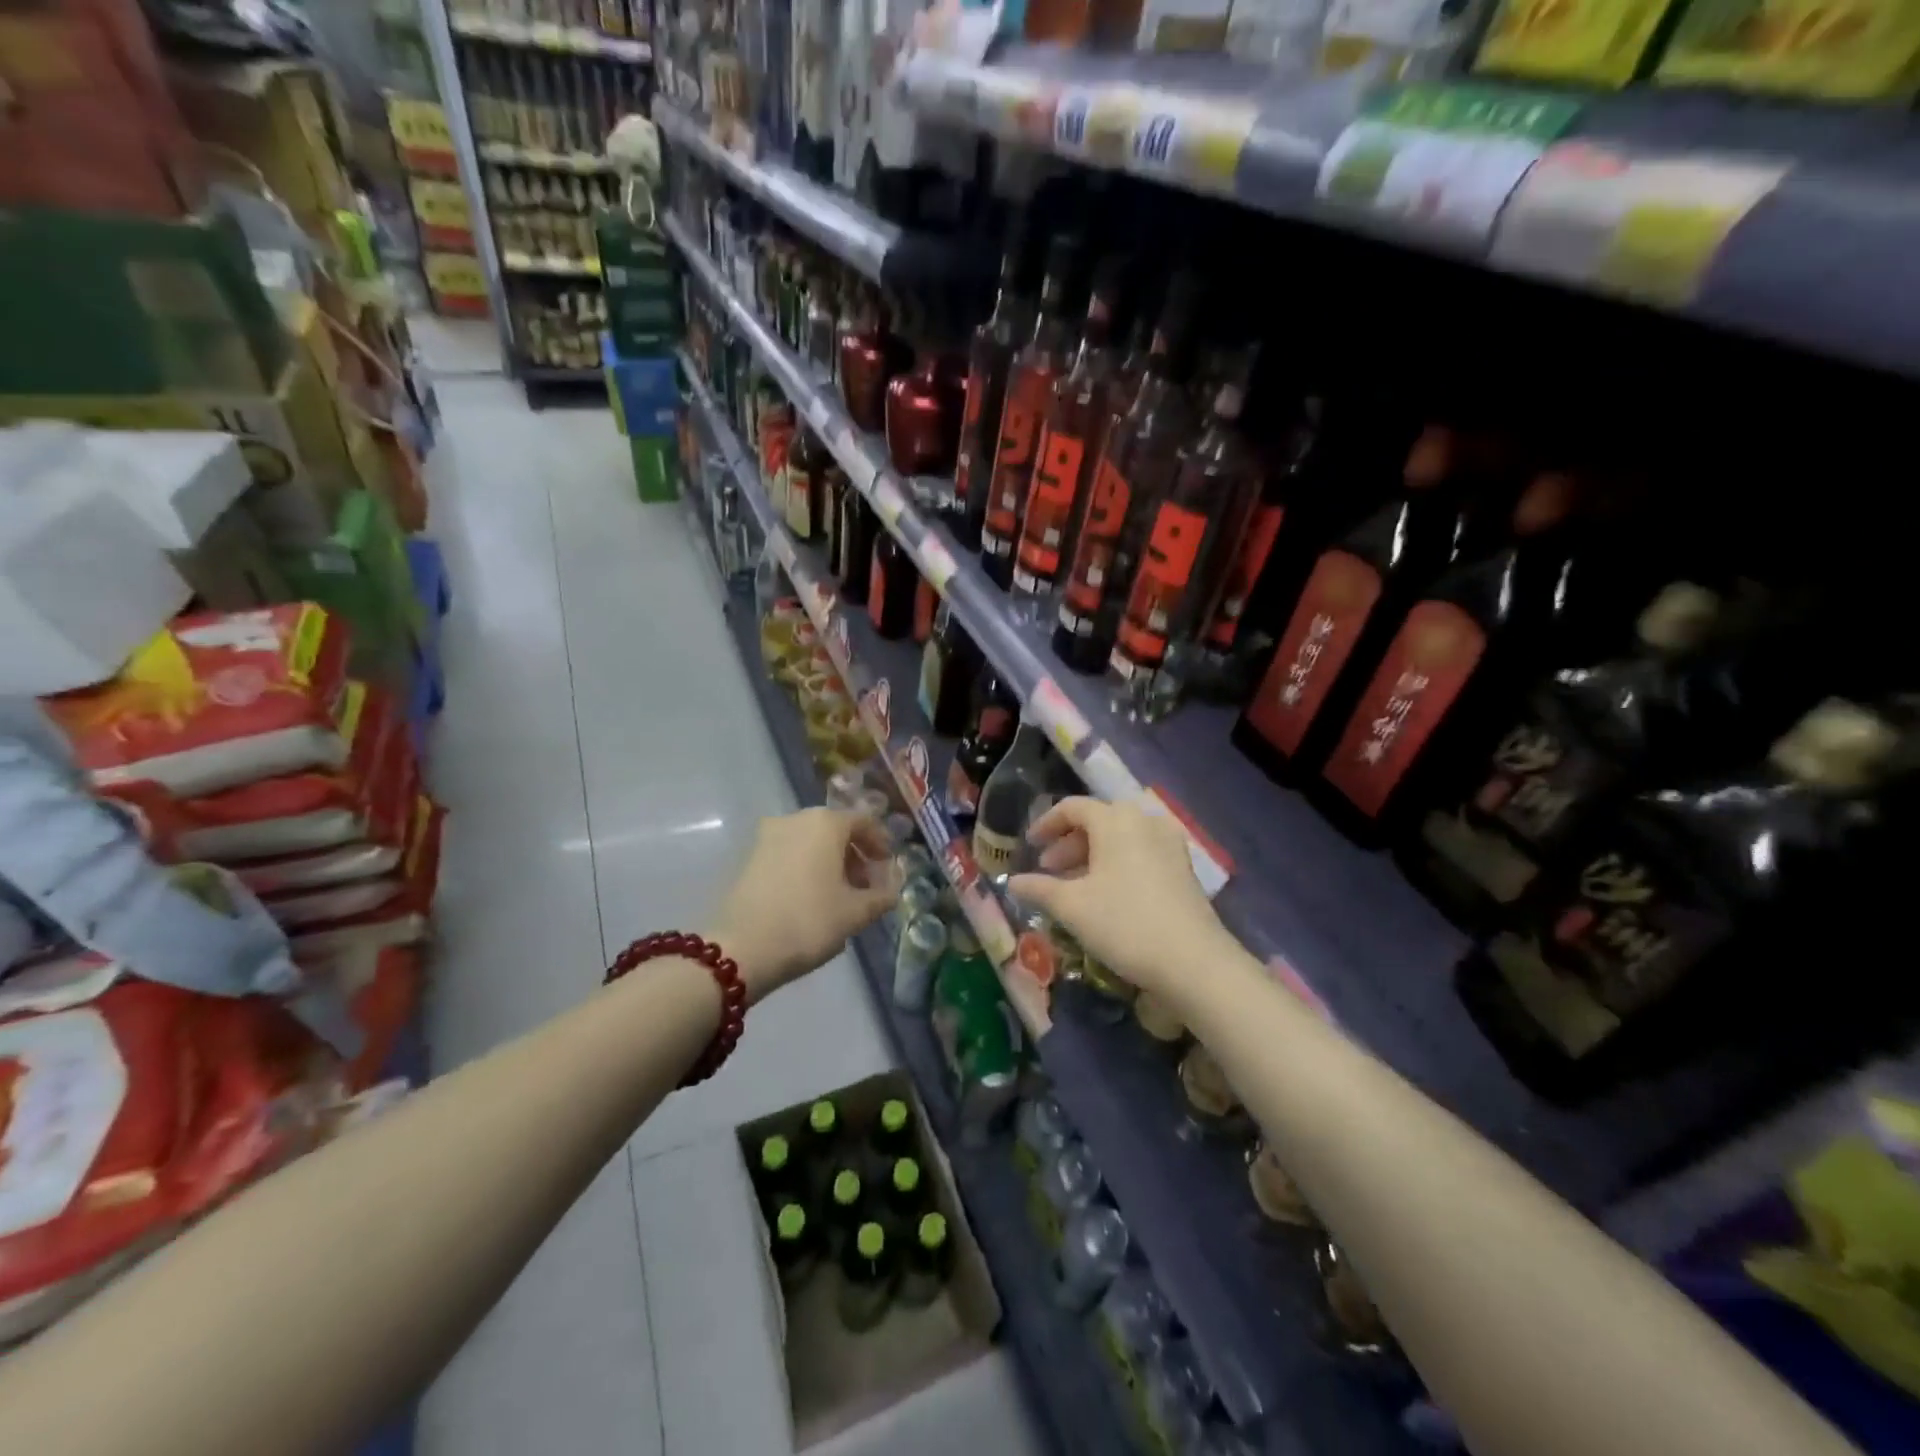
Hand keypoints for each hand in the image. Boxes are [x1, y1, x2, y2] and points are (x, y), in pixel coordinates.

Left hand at [710, 809, 899, 999]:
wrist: (742, 948)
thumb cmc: (809, 921)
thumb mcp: (855, 913)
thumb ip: (881, 897)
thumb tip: (892, 891)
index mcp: (825, 823)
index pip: (863, 822)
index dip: (880, 844)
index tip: (887, 868)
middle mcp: (796, 819)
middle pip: (835, 829)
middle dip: (854, 854)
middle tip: (865, 885)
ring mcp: (767, 836)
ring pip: (810, 841)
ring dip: (829, 861)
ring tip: (839, 895)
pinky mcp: (749, 857)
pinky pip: (788, 853)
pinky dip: (805, 867)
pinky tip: (810, 897)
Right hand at [1009, 797, 1230, 999]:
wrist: (1193, 961)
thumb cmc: (1124, 923)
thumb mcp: (1072, 907)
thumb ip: (1039, 889)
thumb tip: (1011, 882)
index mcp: (1115, 820)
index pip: (1072, 807)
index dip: (1046, 824)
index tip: (1030, 846)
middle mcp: (1144, 821)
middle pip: (1098, 821)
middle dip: (1069, 844)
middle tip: (1049, 871)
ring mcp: (1169, 843)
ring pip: (1121, 838)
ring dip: (1093, 855)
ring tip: (1074, 886)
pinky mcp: (1183, 867)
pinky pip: (1141, 852)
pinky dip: (1117, 864)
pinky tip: (1107, 894)